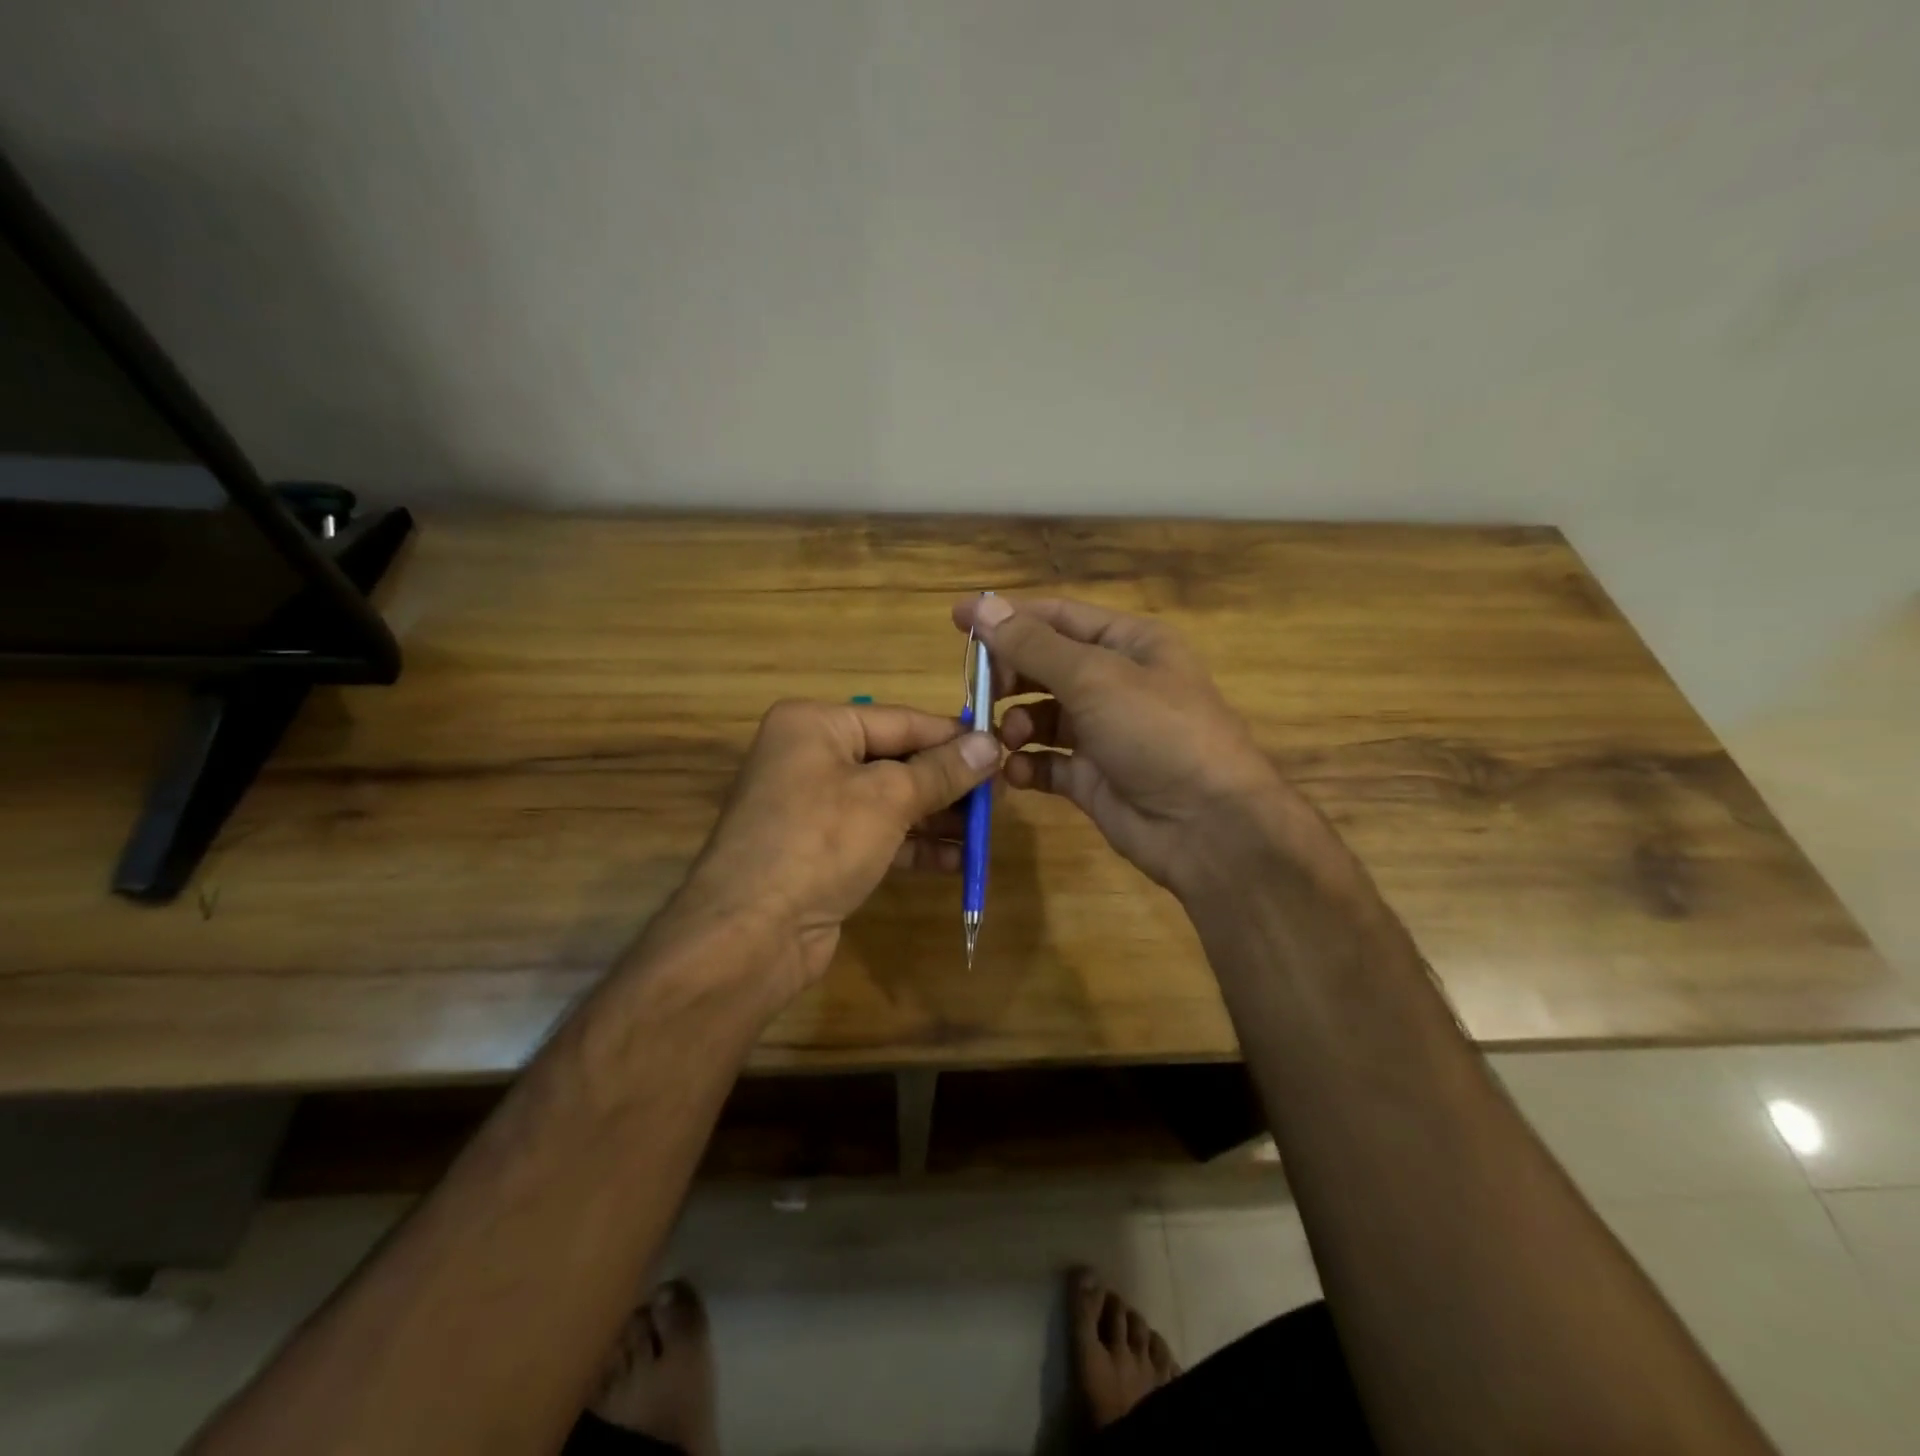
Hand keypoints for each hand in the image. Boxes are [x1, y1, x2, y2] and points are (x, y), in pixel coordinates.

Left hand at [677, 698, 999, 999]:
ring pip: (888, 801)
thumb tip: (990, 744)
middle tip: (998, 795)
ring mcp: (812, 807)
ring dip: (936, 817)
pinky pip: (876, 836)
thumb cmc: (820, 842)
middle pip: (894, 760)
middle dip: (946, 781)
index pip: (900, 720)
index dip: (952, 736)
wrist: (751, 933)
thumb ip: (941, 770)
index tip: (1000, 747)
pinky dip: (913, 845)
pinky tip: (955, 861)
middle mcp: (809, 757)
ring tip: (984, 830)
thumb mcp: (888, 798)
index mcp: (815, 725)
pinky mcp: (820, 850)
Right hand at [953, 595, 1317, 895]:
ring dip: (1016, 724)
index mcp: (1128, 644)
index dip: (1007, 617)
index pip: (1057, 617)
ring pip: (1041, 716)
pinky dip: (1027, 765)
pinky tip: (1017, 773)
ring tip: (1007, 739)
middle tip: (980, 693)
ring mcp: (1103, 733)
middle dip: (1010, 677)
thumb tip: (980, 606)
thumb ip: (1033, 645)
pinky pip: (1047, 763)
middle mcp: (1115, 683)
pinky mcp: (1092, 778)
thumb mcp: (1095, 678)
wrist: (1208, 826)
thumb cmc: (1158, 732)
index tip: (956, 622)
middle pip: (1045, 666)